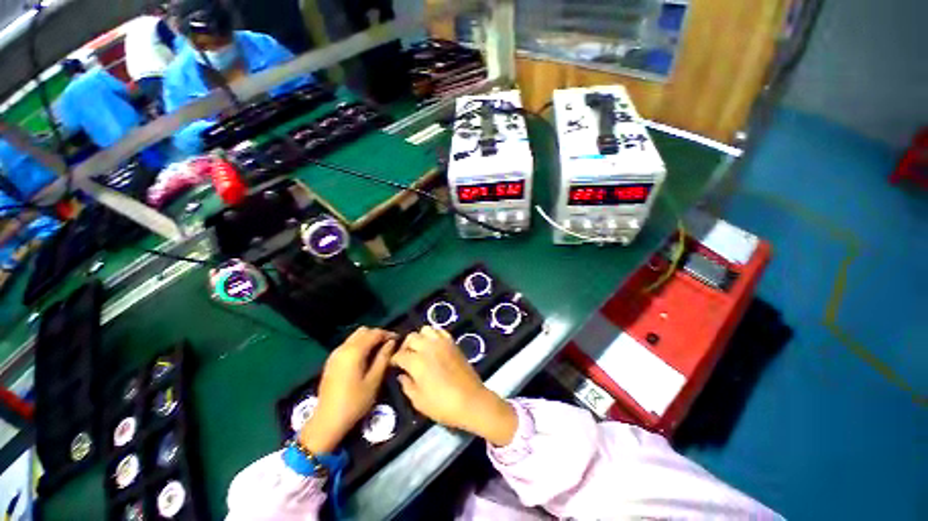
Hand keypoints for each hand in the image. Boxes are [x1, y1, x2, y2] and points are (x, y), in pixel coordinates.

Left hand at [300, 327, 397, 453]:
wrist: (327, 422)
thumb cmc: (354, 402)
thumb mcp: (374, 381)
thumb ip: (383, 358)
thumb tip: (392, 343)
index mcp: (354, 352)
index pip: (374, 333)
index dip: (388, 334)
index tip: (398, 339)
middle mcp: (343, 348)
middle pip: (363, 331)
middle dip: (377, 334)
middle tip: (389, 344)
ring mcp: (335, 354)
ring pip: (355, 337)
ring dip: (368, 339)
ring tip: (379, 350)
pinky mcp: (331, 362)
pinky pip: (348, 345)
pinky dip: (359, 345)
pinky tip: (366, 357)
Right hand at [391, 327, 516, 445]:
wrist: (471, 400)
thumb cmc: (443, 405)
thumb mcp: (419, 401)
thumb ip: (407, 385)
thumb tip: (402, 375)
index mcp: (417, 362)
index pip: (399, 354)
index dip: (394, 360)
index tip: (394, 366)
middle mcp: (428, 347)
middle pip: (411, 337)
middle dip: (405, 346)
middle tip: (406, 357)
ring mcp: (442, 342)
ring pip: (425, 329)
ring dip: (420, 337)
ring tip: (420, 349)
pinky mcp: (453, 342)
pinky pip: (440, 331)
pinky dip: (434, 335)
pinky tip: (434, 346)